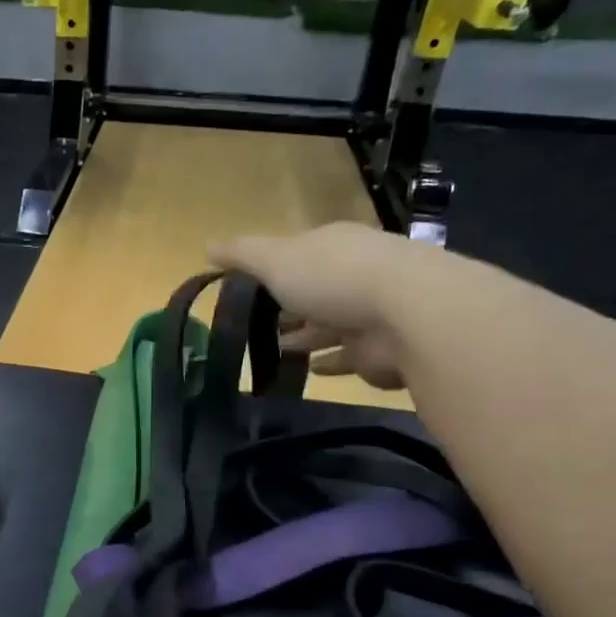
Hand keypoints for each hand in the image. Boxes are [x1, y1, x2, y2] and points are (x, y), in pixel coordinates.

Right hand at [210, 223, 435, 390]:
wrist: (408, 314)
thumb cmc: (333, 277)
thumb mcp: (275, 259)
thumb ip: (241, 255)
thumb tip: (207, 246)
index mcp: (332, 246)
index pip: (299, 253)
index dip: (273, 269)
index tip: (246, 289)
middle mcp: (355, 274)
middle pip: (315, 290)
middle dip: (289, 306)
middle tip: (257, 325)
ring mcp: (371, 313)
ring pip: (330, 325)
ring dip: (306, 335)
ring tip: (276, 350)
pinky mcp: (379, 350)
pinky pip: (346, 356)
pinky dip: (328, 362)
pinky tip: (309, 370)